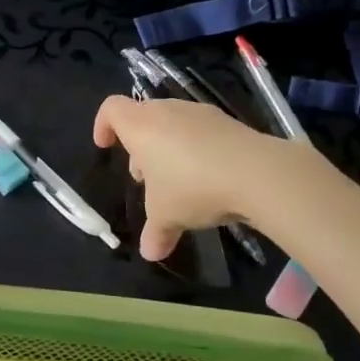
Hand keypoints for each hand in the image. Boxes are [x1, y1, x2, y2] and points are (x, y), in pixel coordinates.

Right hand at [93, 95, 301, 260]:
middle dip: (140, 145)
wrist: (256, 172)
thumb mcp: (167, 216)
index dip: (103, 125)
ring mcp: (200, 112)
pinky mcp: (228, 122)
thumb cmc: (192, 187)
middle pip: (143, 116)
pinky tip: (209, 178)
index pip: (111, 108)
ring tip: (178, 182)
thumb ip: (155, 232)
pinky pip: (201, 132)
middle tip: (146, 178)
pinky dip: (197, 150)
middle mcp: (167, 111)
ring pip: (173, 124)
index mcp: (141, 126)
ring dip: (168, 148)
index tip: (105, 147)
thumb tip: (150, 252)